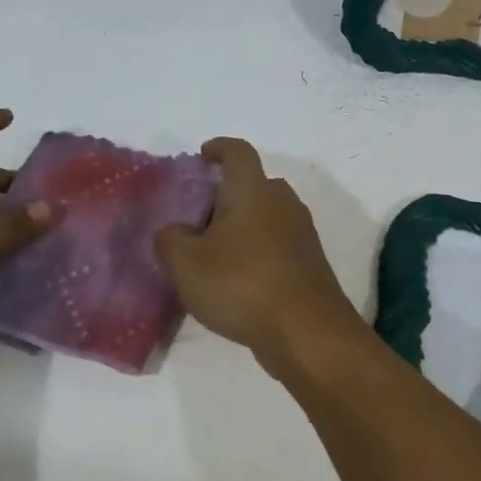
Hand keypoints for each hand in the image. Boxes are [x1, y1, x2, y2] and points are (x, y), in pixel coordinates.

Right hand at [154, 138, 364, 380]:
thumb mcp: (186, 264)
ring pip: (268, 215)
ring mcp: (302, 234)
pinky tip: (238, 279)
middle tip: (200, 215)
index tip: (203, 155)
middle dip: (228, 193)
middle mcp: (283, 203)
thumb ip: (170, 239)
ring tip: (214, 251)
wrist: (307, 332)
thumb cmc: (242, 284)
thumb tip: (175, 231)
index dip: (220, 148)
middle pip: (255, 184)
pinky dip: (258, 250)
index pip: (238, 152)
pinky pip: (278, 243)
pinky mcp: (310, 263)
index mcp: (253, 190)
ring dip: (244, 225)